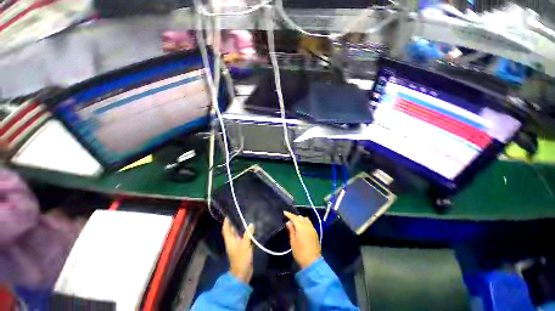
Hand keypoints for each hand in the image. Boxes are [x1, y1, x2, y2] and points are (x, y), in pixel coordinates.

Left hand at [222, 218, 254, 283]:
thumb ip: (248, 234)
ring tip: (246, 219)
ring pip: (238, 234)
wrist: (243, 273)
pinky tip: (252, 229)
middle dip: (234, 223)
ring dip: (241, 228)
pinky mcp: (243, 248)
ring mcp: (237, 245)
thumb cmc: (241, 258)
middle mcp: (232, 241)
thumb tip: (251, 224)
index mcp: (230, 240)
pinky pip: (244, 238)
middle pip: (232, 231)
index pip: (226, 230)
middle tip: (240, 214)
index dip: (226, 222)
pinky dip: (246, 233)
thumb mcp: (245, 245)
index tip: (228, 215)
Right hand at [284, 211, 320, 268]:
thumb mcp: (293, 241)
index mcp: (301, 227)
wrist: (312, 262)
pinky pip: (309, 223)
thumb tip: (288, 222)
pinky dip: (304, 222)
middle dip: (294, 216)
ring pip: (306, 219)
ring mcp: (312, 229)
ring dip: (300, 218)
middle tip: (289, 218)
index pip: (294, 217)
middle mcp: (307, 225)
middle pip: (300, 217)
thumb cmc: (300, 252)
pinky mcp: (315, 232)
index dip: (289, 214)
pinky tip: (301, 226)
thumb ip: (291, 230)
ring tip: (295, 221)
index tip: (284, 212)